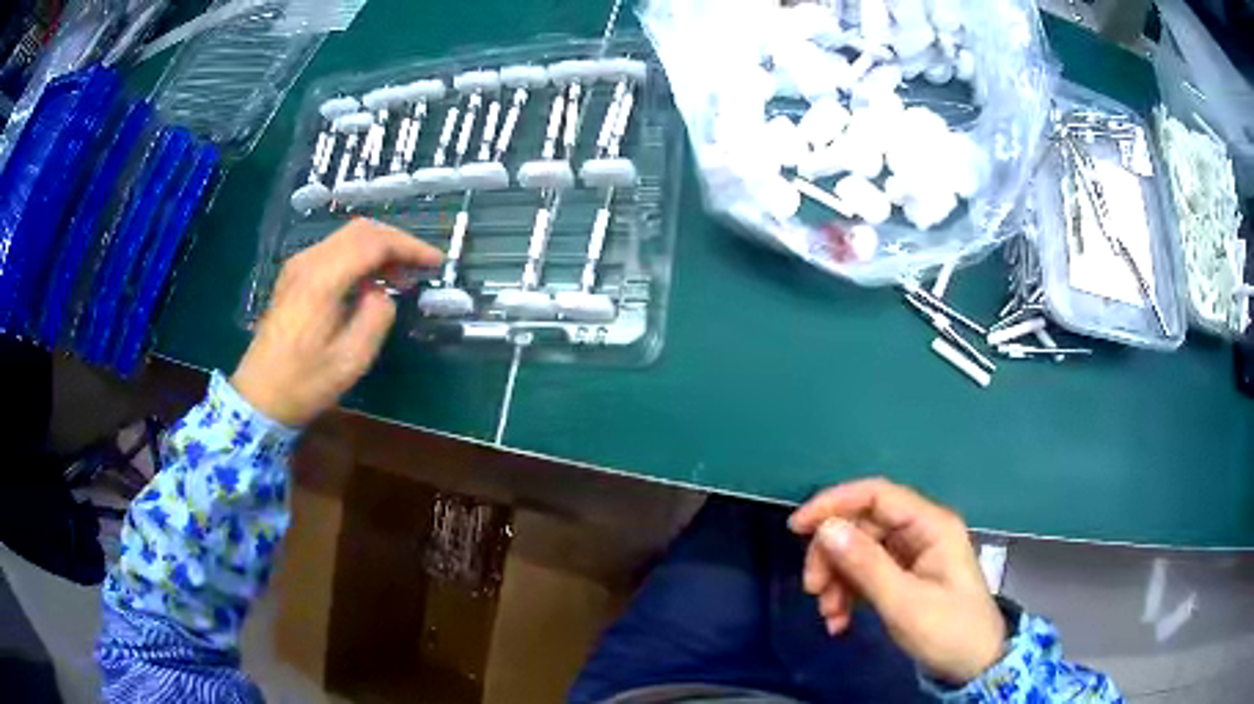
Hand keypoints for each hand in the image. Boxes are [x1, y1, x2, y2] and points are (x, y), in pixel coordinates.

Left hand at [231, 219, 441, 425]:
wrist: (259, 396)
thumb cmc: (305, 383)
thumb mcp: (351, 360)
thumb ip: (376, 317)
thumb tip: (383, 293)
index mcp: (323, 279)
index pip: (374, 242)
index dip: (409, 246)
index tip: (436, 262)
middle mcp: (309, 261)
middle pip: (361, 230)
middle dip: (396, 242)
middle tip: (421, 266)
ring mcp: (298, 266)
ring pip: (347, 238)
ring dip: (378, 249)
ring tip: (401, 276)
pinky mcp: (294, 277)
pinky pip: (334, 252)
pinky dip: (360, 257)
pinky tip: (370, 282)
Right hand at [788, 478, 1004, 684]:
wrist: (972, 663)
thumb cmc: (948, 629)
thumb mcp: (905, 602)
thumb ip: (866, 565)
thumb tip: (825, 528)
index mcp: (930, 525)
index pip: (877, 495)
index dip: (835, 503)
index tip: (797, 527)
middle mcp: (919, 532)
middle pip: (862, 525)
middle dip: (832, 555)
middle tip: (813, 589)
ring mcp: (911, 554)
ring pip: (859, 551)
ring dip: (836, 580)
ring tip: (829, 614)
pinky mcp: (903, 576)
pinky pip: (865, 574)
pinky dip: (846, 594)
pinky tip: (839, 621)